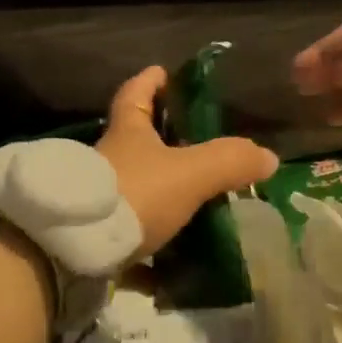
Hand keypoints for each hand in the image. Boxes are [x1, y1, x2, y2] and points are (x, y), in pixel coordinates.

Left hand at [96, 67, 279, 253]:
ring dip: (160, 199)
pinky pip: (126, 244)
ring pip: (133, 193)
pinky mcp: (94, 240)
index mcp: (127, 134)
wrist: (73, 250)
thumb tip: (267, 157)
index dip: (149, 81)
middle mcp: (108, 162)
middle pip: (134, 144)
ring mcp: (98, 202)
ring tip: (197, 210)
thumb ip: (229, 161)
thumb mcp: (189, 173)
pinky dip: (148, 255)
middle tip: (197, 150)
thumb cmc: (134, 194)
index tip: (162, 73)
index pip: (134, 95)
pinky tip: (172, 270)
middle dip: (162, 144)